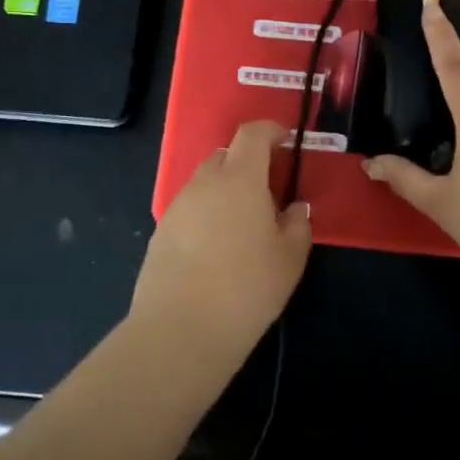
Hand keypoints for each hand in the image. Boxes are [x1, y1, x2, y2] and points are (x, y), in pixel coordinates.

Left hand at [133, 120, 311, 359]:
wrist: (181, 328)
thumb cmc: (247, 287)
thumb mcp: (290, 258)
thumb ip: (298, 224)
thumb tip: (295, 208)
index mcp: (240, 178)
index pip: (252, 134)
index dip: (270, 130)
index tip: (285, 140)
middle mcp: (205, 182)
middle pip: (226, 155)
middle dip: (248, 162)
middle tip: (268, 191)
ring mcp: (178, 206)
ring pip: (206, 183)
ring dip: (225, 190)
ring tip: (243, 225)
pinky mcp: (161, 231)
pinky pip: (190, 208)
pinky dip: (207, 214)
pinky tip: (216, 248)